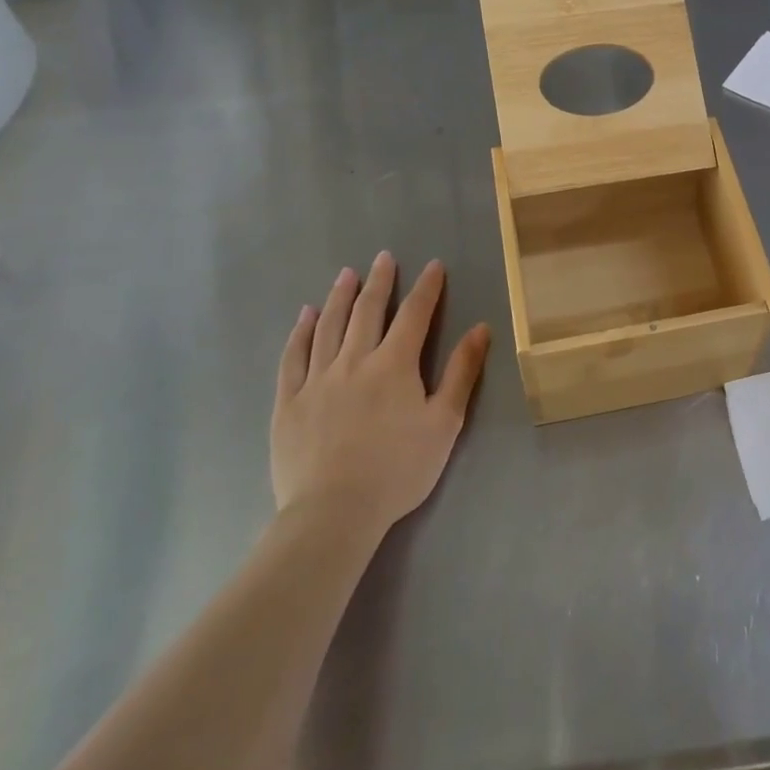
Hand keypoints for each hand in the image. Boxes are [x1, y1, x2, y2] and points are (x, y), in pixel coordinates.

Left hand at [272, 252, 489, 535]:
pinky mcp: (289, 401)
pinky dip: (300, 332)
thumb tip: (480, 328)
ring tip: (346, 275)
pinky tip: (305, 316)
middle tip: (384, 257)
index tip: (434, 265)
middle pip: (368, 311)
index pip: (414, 314)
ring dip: (340, 297)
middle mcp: (354, 360)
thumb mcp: (444, 422)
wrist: (334, 512)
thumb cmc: (399, 469)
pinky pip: (294, 356)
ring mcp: (317, 379)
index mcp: (395, 364)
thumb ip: (461, 372)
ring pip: (329, 326)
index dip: (427, 288)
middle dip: (380, 282)